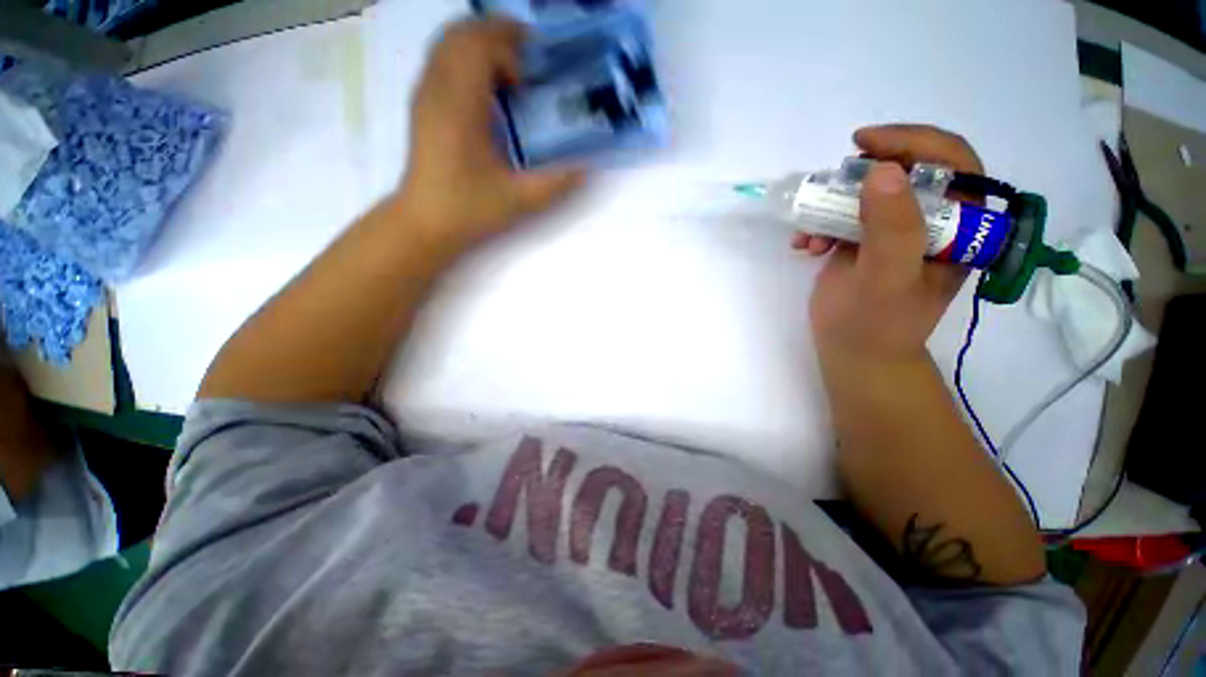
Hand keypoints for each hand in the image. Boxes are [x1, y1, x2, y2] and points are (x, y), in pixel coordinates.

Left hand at [395, 19, 584, 253]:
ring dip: (482, 44)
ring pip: (449, 44)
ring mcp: (426, 95)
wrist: (425, 222)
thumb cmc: (468, 210)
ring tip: (512, 68)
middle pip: (462, 34)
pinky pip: (443, 61)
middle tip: (530, 56)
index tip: (535, 72)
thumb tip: (586, 169)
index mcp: (460, 106)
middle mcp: (438, 89)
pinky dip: (467, 59)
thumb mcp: (519, 200)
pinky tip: (488, 88)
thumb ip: (556, 183)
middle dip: (498, 34)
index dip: (510, 46)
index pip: (479, 45)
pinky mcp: (424, 105)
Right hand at [798, 124, 983, 365]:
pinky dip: (819, 225)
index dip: (914, 142)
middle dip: (861, 178)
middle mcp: (933, 222)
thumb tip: (883, 170)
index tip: (865, 143)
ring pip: (868, 193)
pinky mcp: (865, 241)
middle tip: (829, 187)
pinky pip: (844, 215)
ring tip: (809, 235)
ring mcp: (896, 230)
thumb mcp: (887, 280)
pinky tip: (804, 246)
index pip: (954, 163)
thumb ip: (892, 229)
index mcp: (960, 227)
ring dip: (831, 206)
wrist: (852, 353)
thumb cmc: (877, 325)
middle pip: (906, 171)